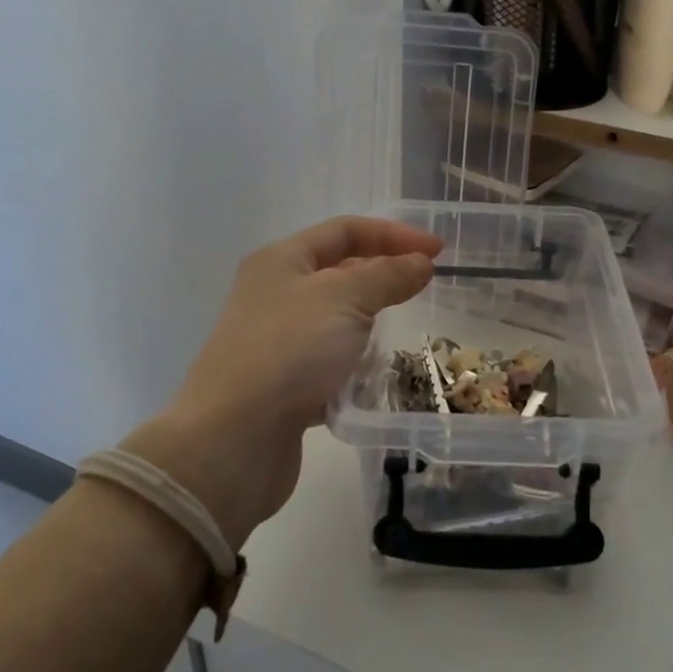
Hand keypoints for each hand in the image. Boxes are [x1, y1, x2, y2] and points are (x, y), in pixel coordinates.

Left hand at [118, 216, 441, 547]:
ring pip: (336, 319)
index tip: (438, 253)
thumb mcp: (344, 299)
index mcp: (281, 261)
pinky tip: (371, 377)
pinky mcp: (284, 383)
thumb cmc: (289, 352)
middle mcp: (275, 294)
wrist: (233, 440)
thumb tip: (421, 263)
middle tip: (423, 290)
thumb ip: (387, 275)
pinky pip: (329, 361)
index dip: (394, 235)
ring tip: (398, 333)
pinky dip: (354, 363)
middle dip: (382, 277)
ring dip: (369, 323)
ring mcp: (277, 341)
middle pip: (339, 272)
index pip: (345, 231)